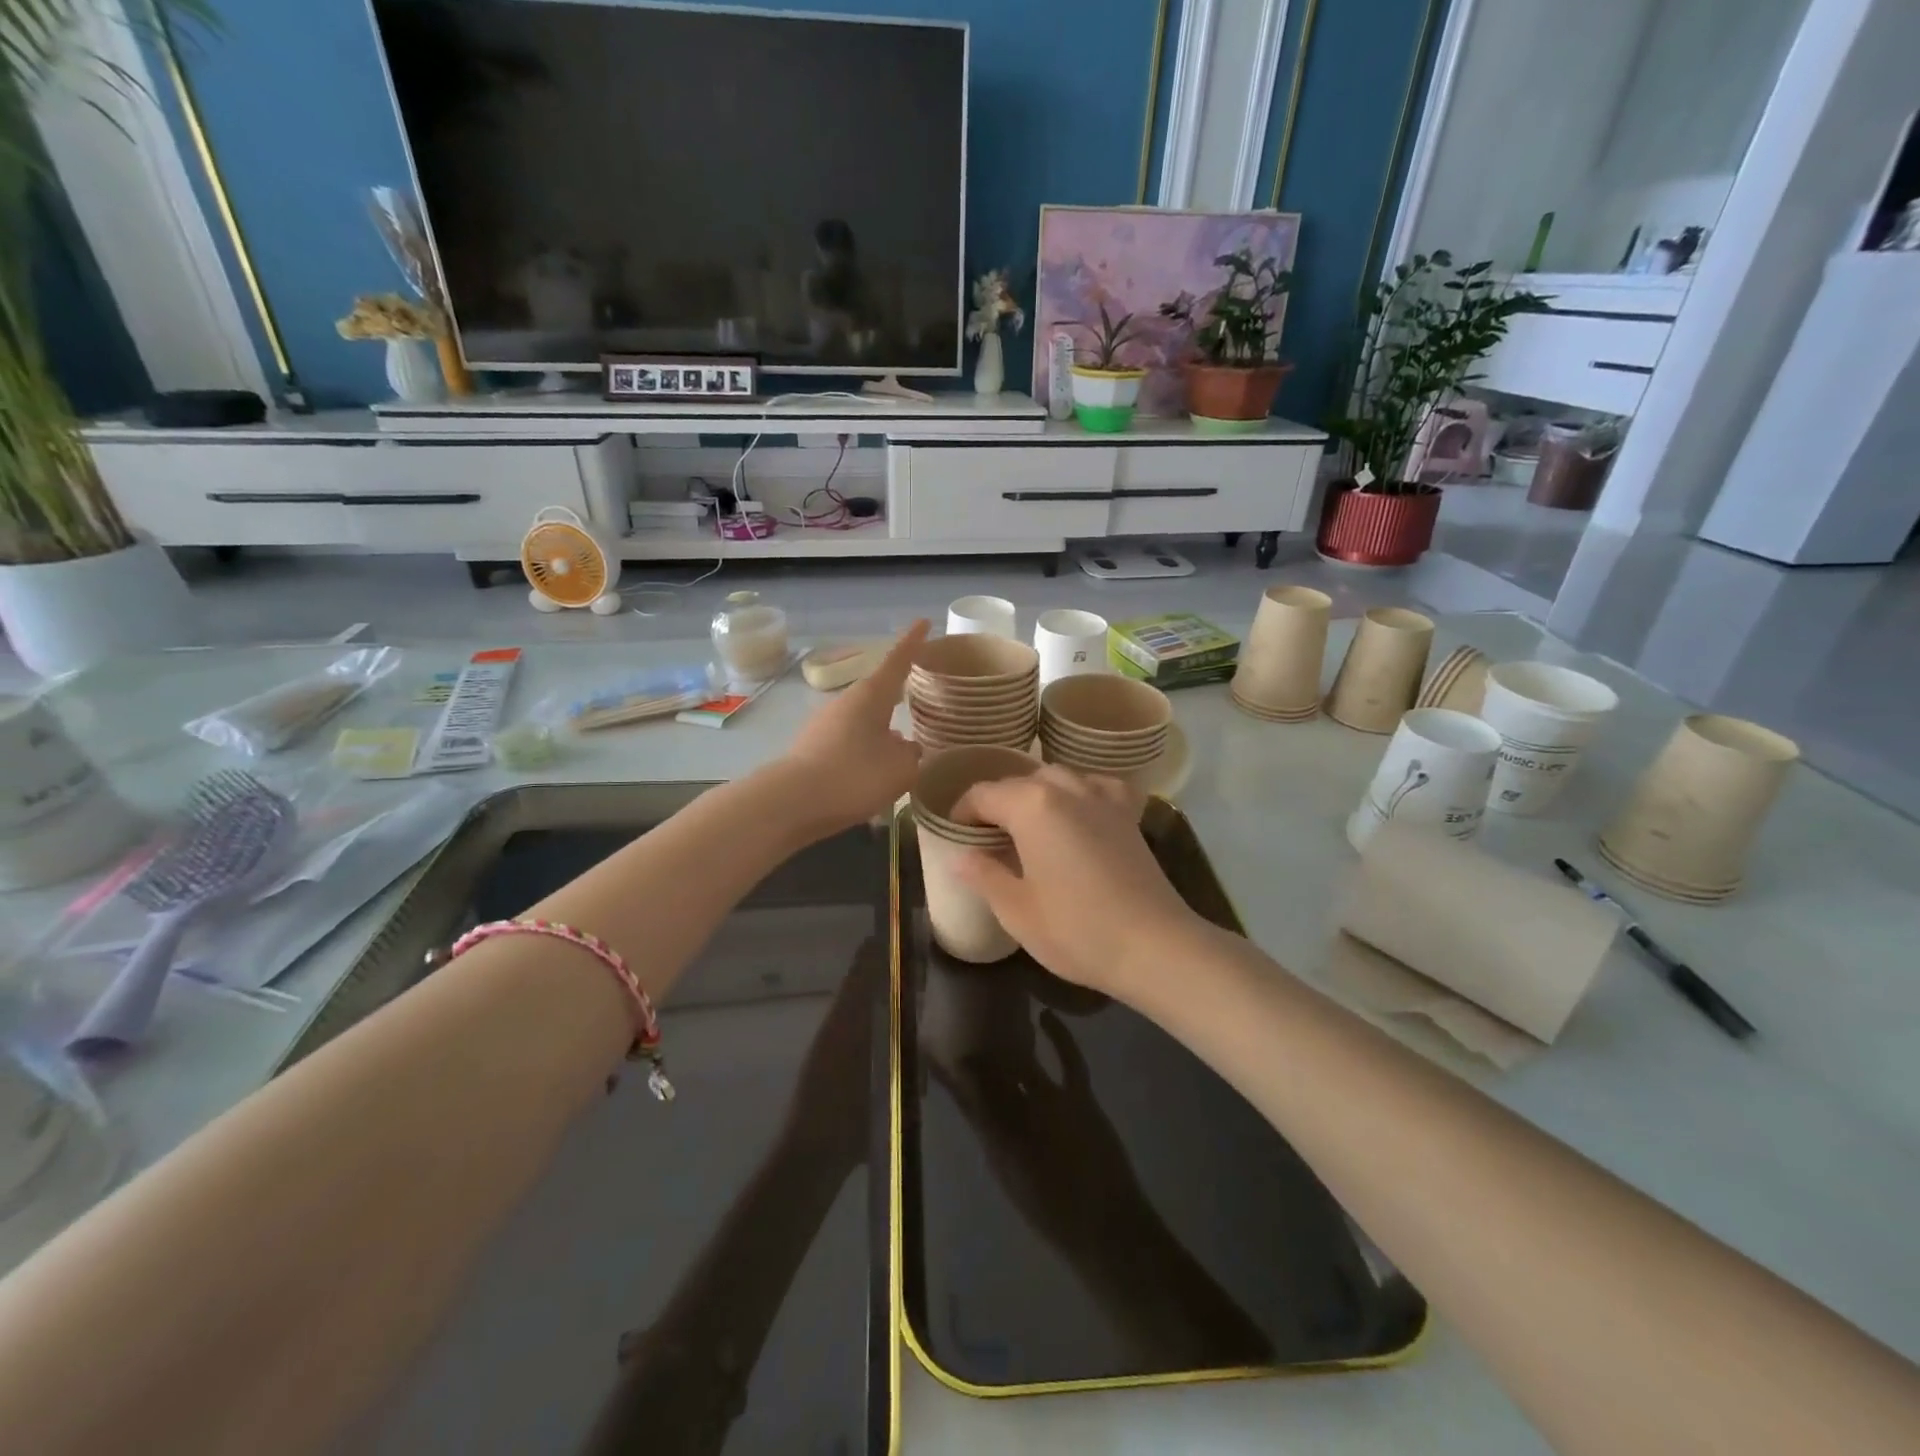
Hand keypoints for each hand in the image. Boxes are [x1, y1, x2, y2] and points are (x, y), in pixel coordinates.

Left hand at [781, 620, 927, 832]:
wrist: (792, 802)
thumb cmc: (854, 776)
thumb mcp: (900, 769)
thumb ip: (911, 754)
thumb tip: (907, 747)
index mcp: (871, 695)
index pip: (898, 660)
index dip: (913, 642)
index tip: (924, 621)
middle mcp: (846, 702)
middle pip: (878, 691)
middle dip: (897, 692)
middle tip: (918, 693)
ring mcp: (825, 724)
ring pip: (863, 719)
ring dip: (881, 728)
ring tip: (900, 747)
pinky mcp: (813, 748)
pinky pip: (848, 741)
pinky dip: (864, 749)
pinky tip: (872, 772)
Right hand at [951, 766, 1201, 996]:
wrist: (1154, 946)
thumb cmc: (1075, 930)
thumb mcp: (1016, 909)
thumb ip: (983, 874)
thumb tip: (959, 856)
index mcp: (1031, 805)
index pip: (982, 795)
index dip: (962, 813)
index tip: (955, 836)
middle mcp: (1066, 787)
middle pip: (1019, 783)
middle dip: (997, 804)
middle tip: (986, 839)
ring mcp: (1102, 796)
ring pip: (1057, 778)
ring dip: (1035, 796)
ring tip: (1027, 829)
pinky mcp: (1128, 812)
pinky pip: (1095, 786)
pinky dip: (1079, 793)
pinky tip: (1077, 815)